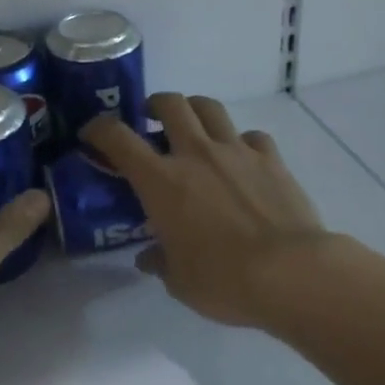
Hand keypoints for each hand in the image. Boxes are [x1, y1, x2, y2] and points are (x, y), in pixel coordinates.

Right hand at [82, 94, 328, 327]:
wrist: (292, 273)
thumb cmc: (224, 280)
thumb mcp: (179, 281)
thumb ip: (160, 261)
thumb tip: (148, 258)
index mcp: (161, 181)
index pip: (118, 138)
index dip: (99, 128)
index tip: (92, 133)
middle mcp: (195, 154)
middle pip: (169, 104)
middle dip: (154, 104)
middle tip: (150, 119)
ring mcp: (236, 151)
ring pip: (210, 107)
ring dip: (195, 109)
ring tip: (193, 126)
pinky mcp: (270, 158)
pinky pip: (251, 136)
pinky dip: (240, 141)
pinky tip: (242, 159)